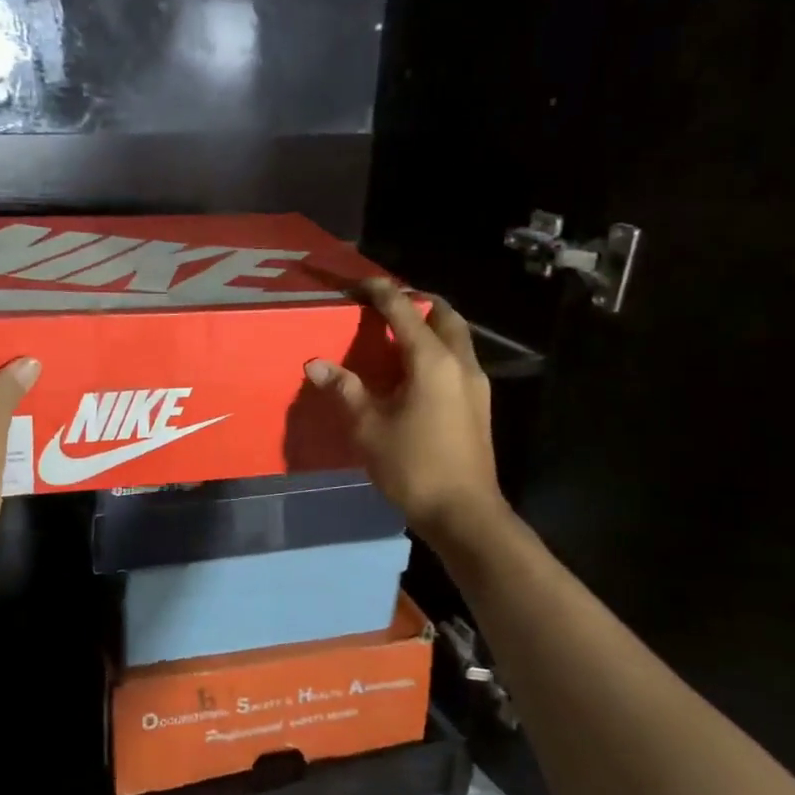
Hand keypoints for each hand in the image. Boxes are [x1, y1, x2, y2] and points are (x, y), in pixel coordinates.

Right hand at [304, 280, 509, 542]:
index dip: (380, 292)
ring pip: (455, 336)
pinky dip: (436, 348)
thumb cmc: (412, 466)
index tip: (359, 283)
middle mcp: (460, 362)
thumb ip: (344, 389)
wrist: (463, 512)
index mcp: (432, 361)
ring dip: (429, 325)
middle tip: (384, 305)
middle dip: (415, 301)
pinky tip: (412, 370)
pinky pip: (458, 358)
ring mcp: (475, 383)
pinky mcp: (478, 403)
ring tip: (395, 334)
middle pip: (442, 314)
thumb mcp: (368, 427)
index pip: (404, 310)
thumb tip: (316, 364)